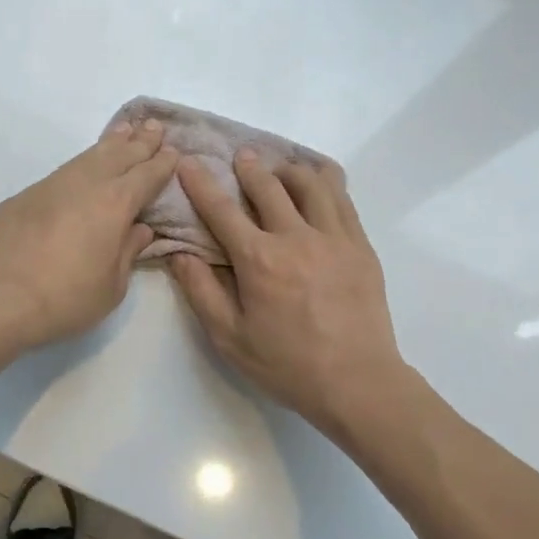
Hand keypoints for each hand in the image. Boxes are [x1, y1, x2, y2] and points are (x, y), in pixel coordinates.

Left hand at [0, 118, 179, 349]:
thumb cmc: (67, 299)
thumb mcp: (113, 286)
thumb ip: (128, 251)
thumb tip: (138, 229)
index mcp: (115, 204)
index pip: (146, 175)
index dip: (162, 163)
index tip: (173, 151)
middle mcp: (84, 185)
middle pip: (119, 155)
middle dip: (140, 142)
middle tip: (154, 126)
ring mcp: (50, 187)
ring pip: (86, 157)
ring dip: (109, 144)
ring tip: (122, 131)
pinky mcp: (23, 198)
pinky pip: (60, 174)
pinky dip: (78, 167)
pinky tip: (80, 171)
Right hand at [169, 150, 407, 439]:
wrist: (356, 381)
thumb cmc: (287, 364)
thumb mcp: (229, 337)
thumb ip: (201, 291)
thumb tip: (178, 254)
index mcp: (259, 260)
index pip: (222, 210)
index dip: (200, 183)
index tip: (188, 162)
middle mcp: (296, 237)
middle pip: (268, 185)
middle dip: (249, 166)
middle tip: (240, 157)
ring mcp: (334, 237)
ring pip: (311, 182)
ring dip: (289, 169)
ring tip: (280, 172)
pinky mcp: (360, 246)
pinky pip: (343, 198)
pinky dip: (326, 181)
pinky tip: (318, 182)